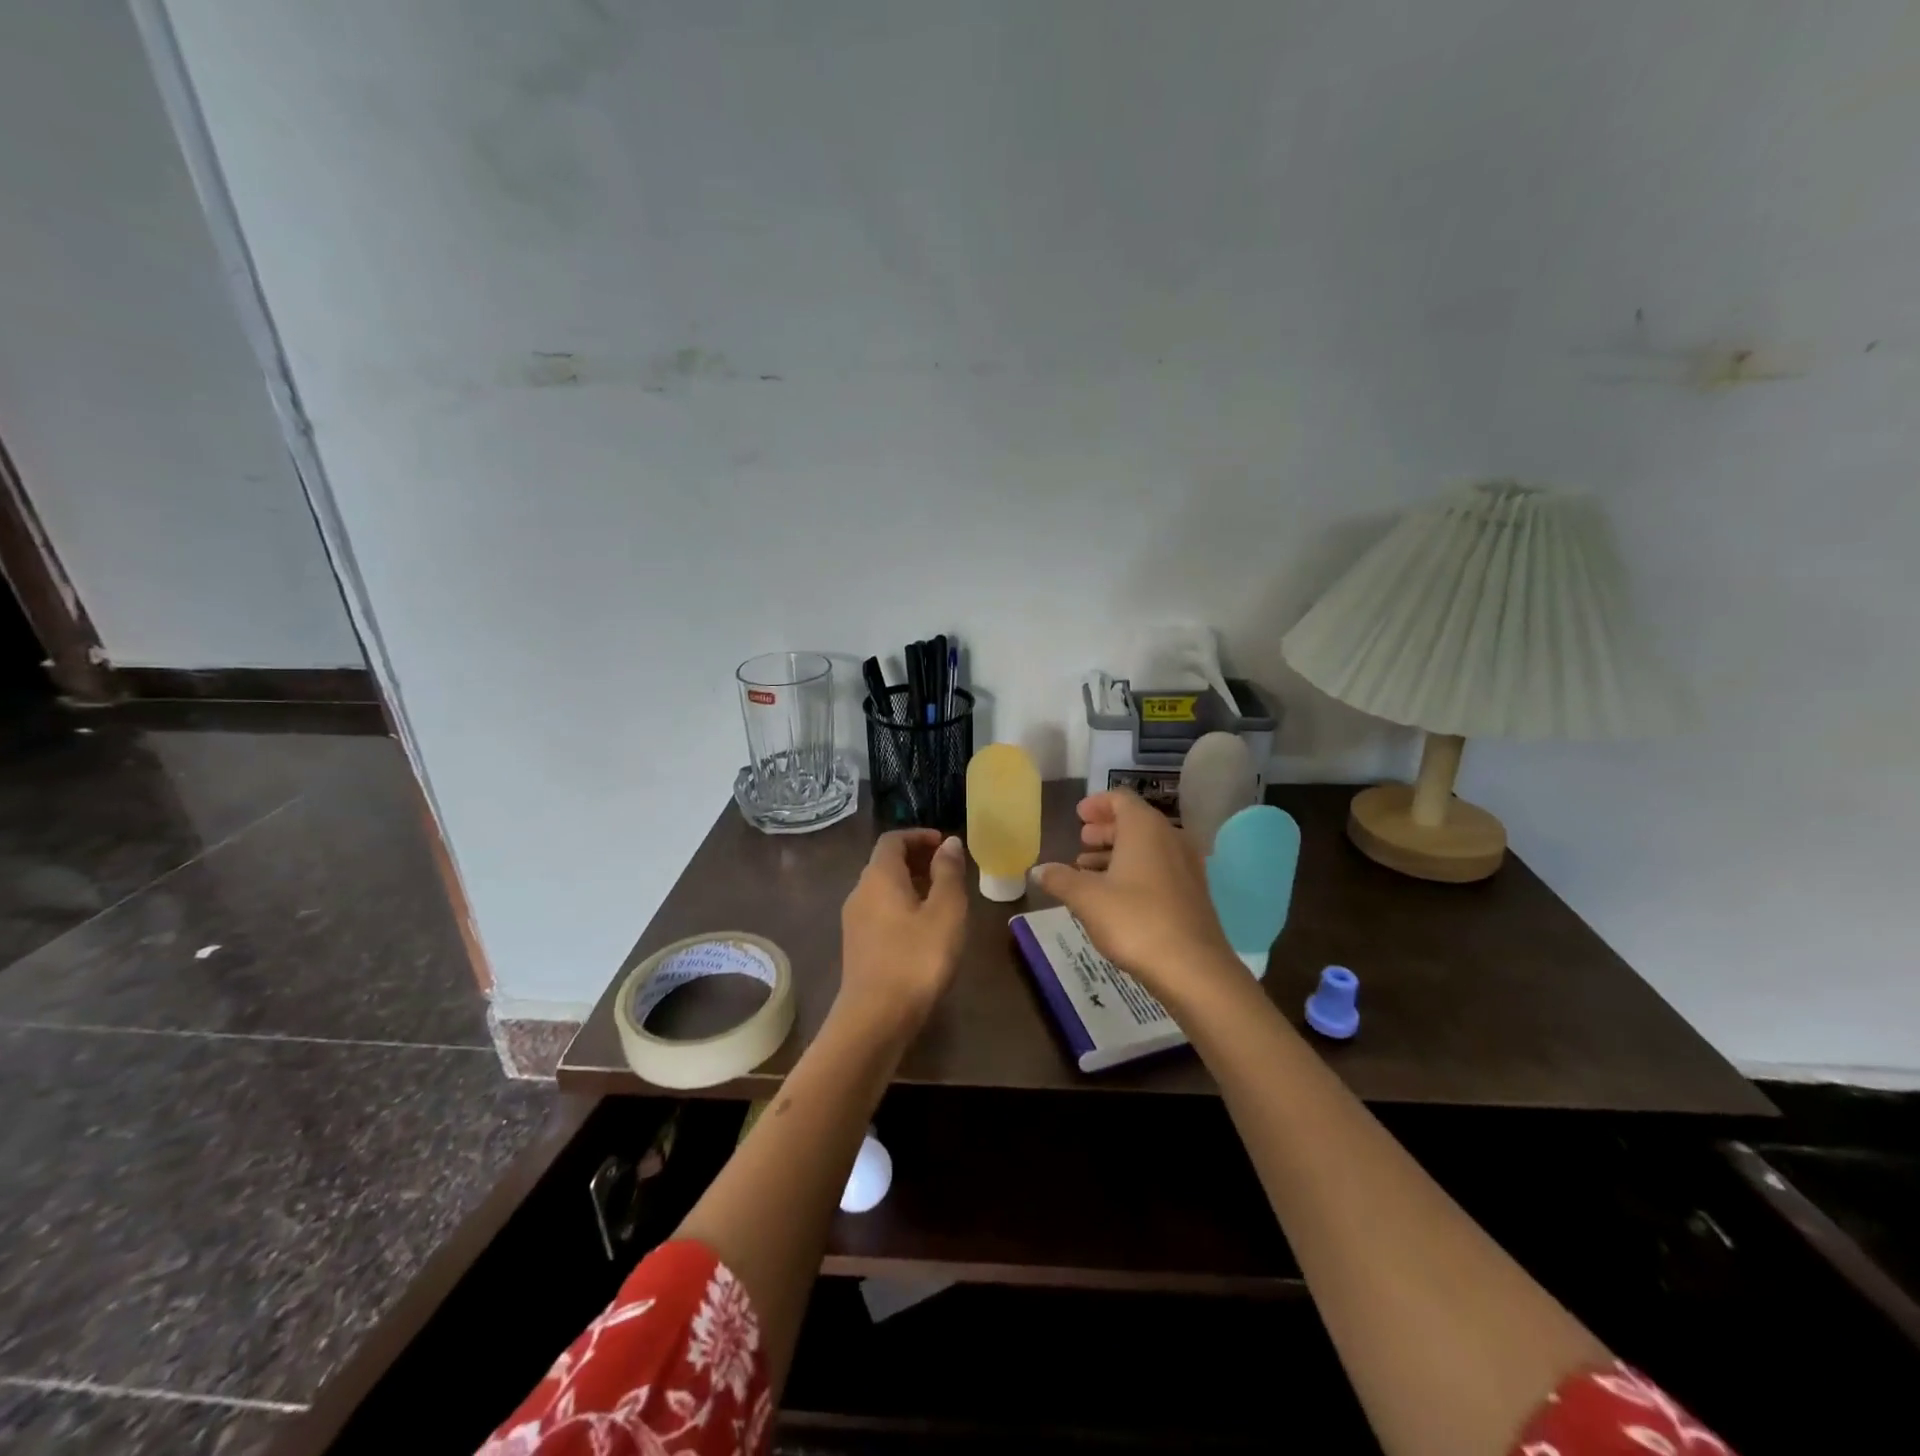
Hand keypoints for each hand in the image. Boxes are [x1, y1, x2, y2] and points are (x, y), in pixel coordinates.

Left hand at [837, 829, 968, 1036]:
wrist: (875, 1018)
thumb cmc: (916, 958)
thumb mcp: (945, 912)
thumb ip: (948, 873)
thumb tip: (948, 843)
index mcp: (879, 876)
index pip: (893, 840)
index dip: (919, 836)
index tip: (945, 845)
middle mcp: (860, 891)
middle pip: (886, 862)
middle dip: (917, 858)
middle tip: (949, 869)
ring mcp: (854, 920)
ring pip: (883, 888)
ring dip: (910, 883)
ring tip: (942, 898)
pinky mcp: (857, 945)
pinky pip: (880, 910)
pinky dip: (902, 905)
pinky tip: (924, 927)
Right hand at [1034, 790, 1240, 1009]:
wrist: (1193, 968)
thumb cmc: (1135, 920)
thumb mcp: (1087, 898)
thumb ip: (1060, 879)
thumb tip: (1037, 870)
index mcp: (1145, 828)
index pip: (1121, 798)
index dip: (1097, 803)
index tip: (1078, 815)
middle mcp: (1170, 838)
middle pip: (1135, 821)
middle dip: (1105, 829)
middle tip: (1081, 841)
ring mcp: (1186, 866)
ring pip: (1147, 847)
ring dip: (1117, 853)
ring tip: (1088, 871)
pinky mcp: (1193, 893)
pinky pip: (1159, 868)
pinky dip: (1135, 871)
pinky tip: (1114, 895)